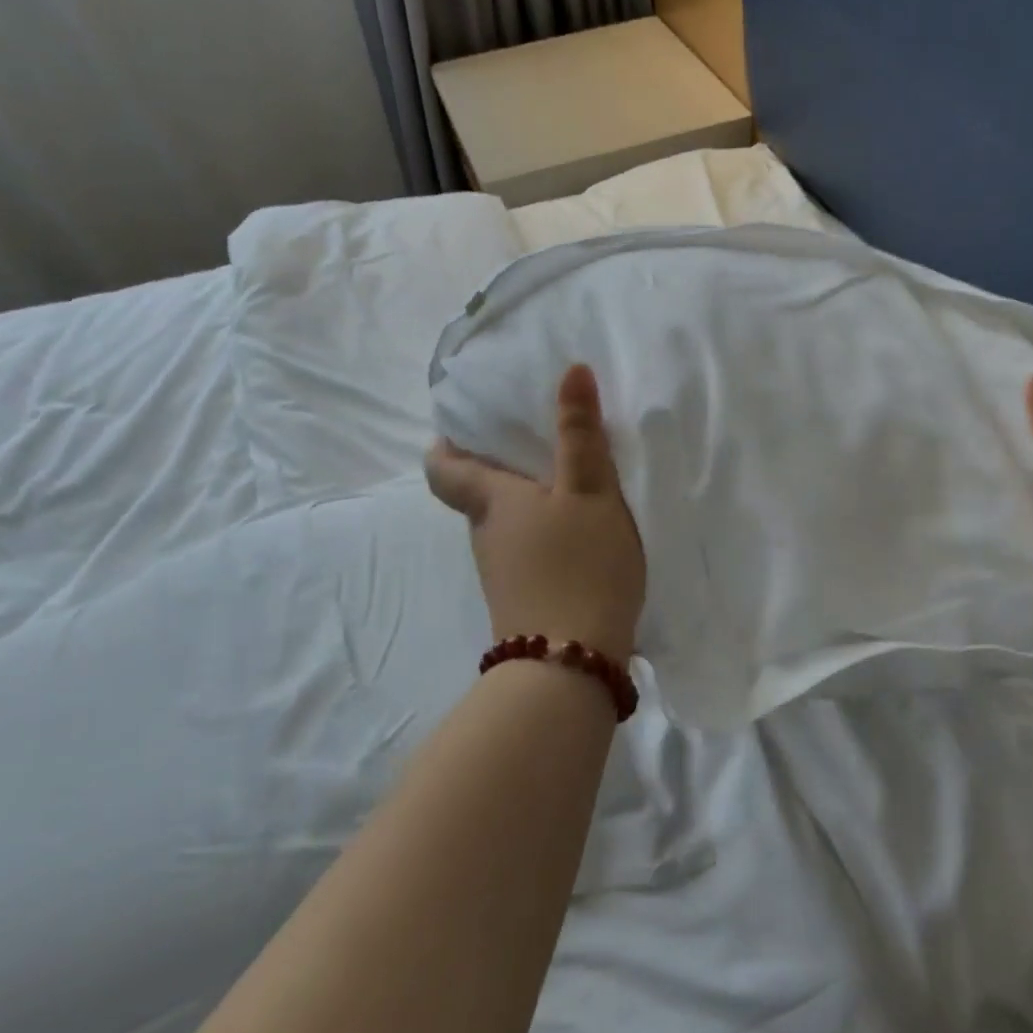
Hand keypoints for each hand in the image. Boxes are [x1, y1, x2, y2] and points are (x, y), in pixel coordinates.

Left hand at [425, 364, 645, 666]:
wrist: (572, 663)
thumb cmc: (579, 565)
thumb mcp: (589, 492)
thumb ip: (580, 434)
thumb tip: (570, 369)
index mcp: (492, 502)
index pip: (443, 469)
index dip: (446, 446)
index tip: (466, 426)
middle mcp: (486, 535)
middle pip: (479, 495)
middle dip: (501, 469)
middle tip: (541, 445)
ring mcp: (503, 573)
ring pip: (506, 525)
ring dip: (529, 504)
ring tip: (572, 487)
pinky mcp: (524, 600)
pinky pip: (527, 552)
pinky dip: (546, 536)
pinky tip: (582, 536)